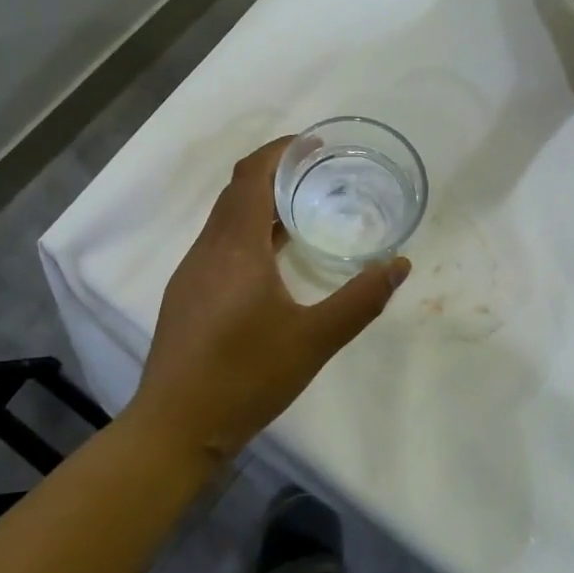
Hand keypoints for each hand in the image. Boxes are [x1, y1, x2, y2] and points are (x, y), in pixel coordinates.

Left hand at [127, 137, 409, 461]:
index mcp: (235, 247)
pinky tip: (274, 260)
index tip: (315, 144)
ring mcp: (192, 272)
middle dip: (275, 172)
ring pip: (226, 218)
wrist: (174, 428)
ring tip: (303, 210)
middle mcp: (208, 249)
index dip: (282, 151)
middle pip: (237, 190)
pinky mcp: (187, 294)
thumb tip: (399, 265)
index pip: (252, 175)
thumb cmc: (245, 378)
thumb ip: (360, 300)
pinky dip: (248, 231)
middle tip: (319, 173)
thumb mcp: (313, 341)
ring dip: (260, 203)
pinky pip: (220, 243)